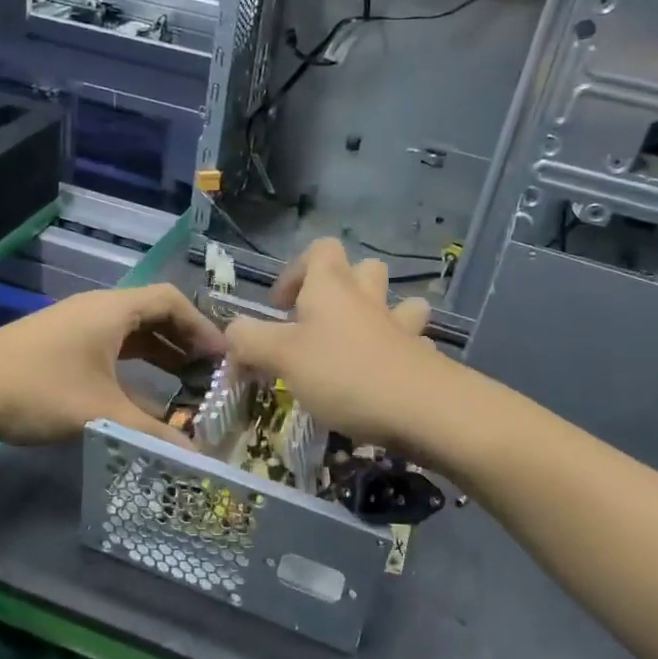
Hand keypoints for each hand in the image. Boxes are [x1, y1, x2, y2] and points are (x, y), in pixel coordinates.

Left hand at [0, 284, 226, 446]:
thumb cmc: (38, 390)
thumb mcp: (101, 413)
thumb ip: (153, 434)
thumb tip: (200, 458)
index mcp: (114, 310)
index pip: (172, 301)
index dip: (202, 326)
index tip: (223, 357)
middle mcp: (98, 308)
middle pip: (154, 313)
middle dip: (185, 341)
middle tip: (210, 373)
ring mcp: (76, 325)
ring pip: (131, 331)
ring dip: (159, 353)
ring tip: (184, 385)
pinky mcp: (60, 343)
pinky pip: (110, 345)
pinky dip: (133, 363)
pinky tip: (139, 394)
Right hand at [224, 238, 442, 449]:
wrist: (422, 409)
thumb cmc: (343, 374)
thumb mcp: (281, 357)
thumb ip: (250, 341)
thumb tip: (233, 332)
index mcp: (331, 288)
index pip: (320, 250)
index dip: (296, 271)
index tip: (280, 308)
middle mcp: (368, 298)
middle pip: (363, 269)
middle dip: (343, 288)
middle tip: (319, 323)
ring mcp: (401, 326)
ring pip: (397, 302)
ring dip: (380, 314)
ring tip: (360, 342)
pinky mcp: (424, 357)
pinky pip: (413, 343)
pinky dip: (400, 352)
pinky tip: (388, 374)